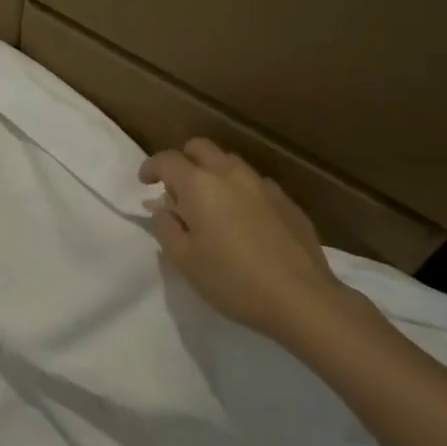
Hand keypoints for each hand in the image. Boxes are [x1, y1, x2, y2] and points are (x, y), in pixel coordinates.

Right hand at [140, 138, 374, 351]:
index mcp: (199, 185)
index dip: (151, 167)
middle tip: (176, 189)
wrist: (301, 298)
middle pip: (200, 148)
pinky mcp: (287, 201)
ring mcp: (262, 185)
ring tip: (211, 205)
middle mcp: (230, 174)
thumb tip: (163, 210)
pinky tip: (244, 221)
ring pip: (230, 163)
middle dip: (183, 160)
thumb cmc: (232, 280)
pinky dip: (240, 192)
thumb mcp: (184, 260)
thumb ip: (166, 228)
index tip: (145, 182)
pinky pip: (255, 184)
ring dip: (213, 173)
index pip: (167, 159)